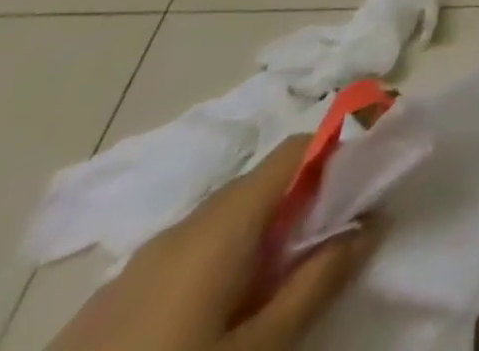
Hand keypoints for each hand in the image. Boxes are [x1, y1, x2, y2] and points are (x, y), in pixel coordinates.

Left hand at [48, 136, 380, 350]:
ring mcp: (135, 266)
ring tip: (282, 280)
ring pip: (221, 223)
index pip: (297, 147)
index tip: (372, 169)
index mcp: (221, 222)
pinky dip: (220, 263)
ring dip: (262, 235)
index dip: (340, 147)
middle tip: (336, 235)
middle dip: (305, 198)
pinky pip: (183, 258)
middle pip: (261, 184)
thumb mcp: (260, 350)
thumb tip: (372, 220)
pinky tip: (219, 314)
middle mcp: (181, 226)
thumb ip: (319, 280)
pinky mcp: (105, 306)